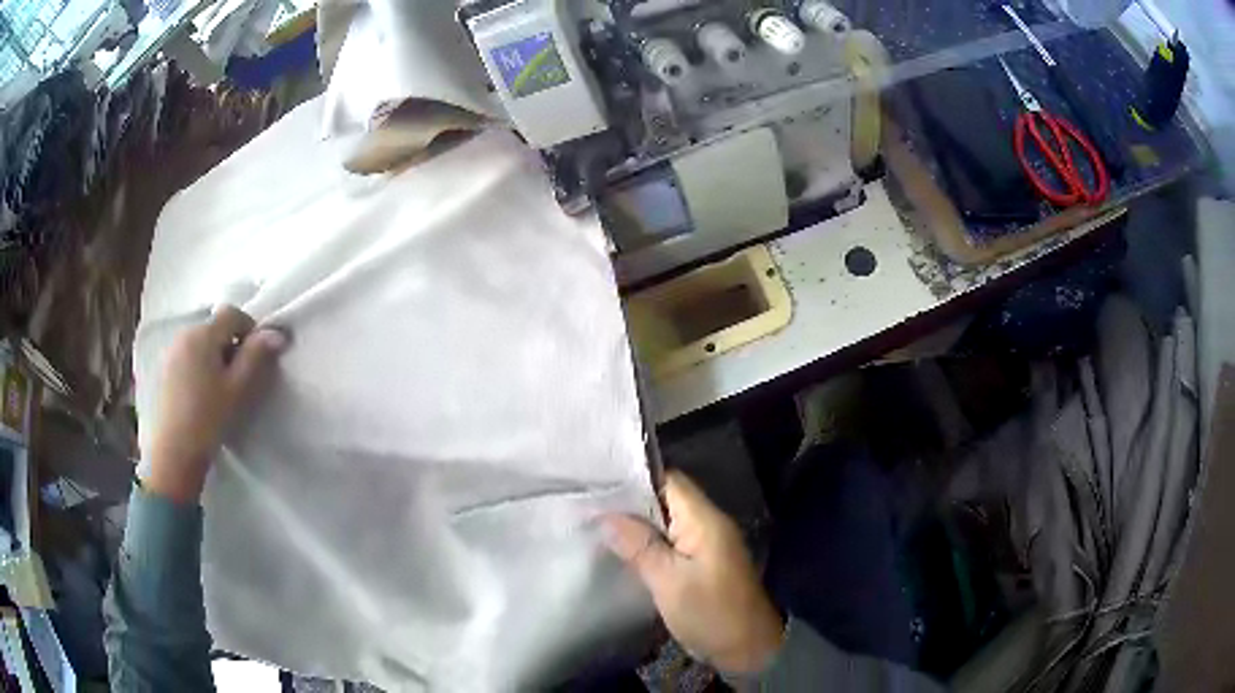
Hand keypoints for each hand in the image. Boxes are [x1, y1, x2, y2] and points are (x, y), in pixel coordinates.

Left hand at [146, 306, 286, 502]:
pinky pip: (188, 356)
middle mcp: (185, 333)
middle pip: (215, 327)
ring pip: (201, 343)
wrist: (173, 453)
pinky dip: (199, 367)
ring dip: (214, 357)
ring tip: (219, 390)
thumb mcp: (238, 388)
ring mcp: (171, 351)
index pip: (233, 314)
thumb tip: (277, 333)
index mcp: (203, 334)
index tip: (256, 358)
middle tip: (239, 379)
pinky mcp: (164, 370)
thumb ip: (256, 356)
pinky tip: (201, 396)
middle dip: (231, 345)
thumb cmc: (208, 418)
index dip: (249, 329)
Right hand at [602, 471, 784, 673]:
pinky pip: (670, 543)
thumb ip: (639, 546)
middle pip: (665, 500)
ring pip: (666, 523)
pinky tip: (621, 551)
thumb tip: (606, 515)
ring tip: (595, 524)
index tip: (598, 482)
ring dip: (636, 525)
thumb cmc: (710, 613)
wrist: (747, 649)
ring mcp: (706, 545)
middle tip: (589, 505)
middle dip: (629, 502)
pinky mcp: (702, 564)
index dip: (634, 478)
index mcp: (704, 520)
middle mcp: (707, 524)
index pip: (669, 481)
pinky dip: (647, 544)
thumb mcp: (669, 581)